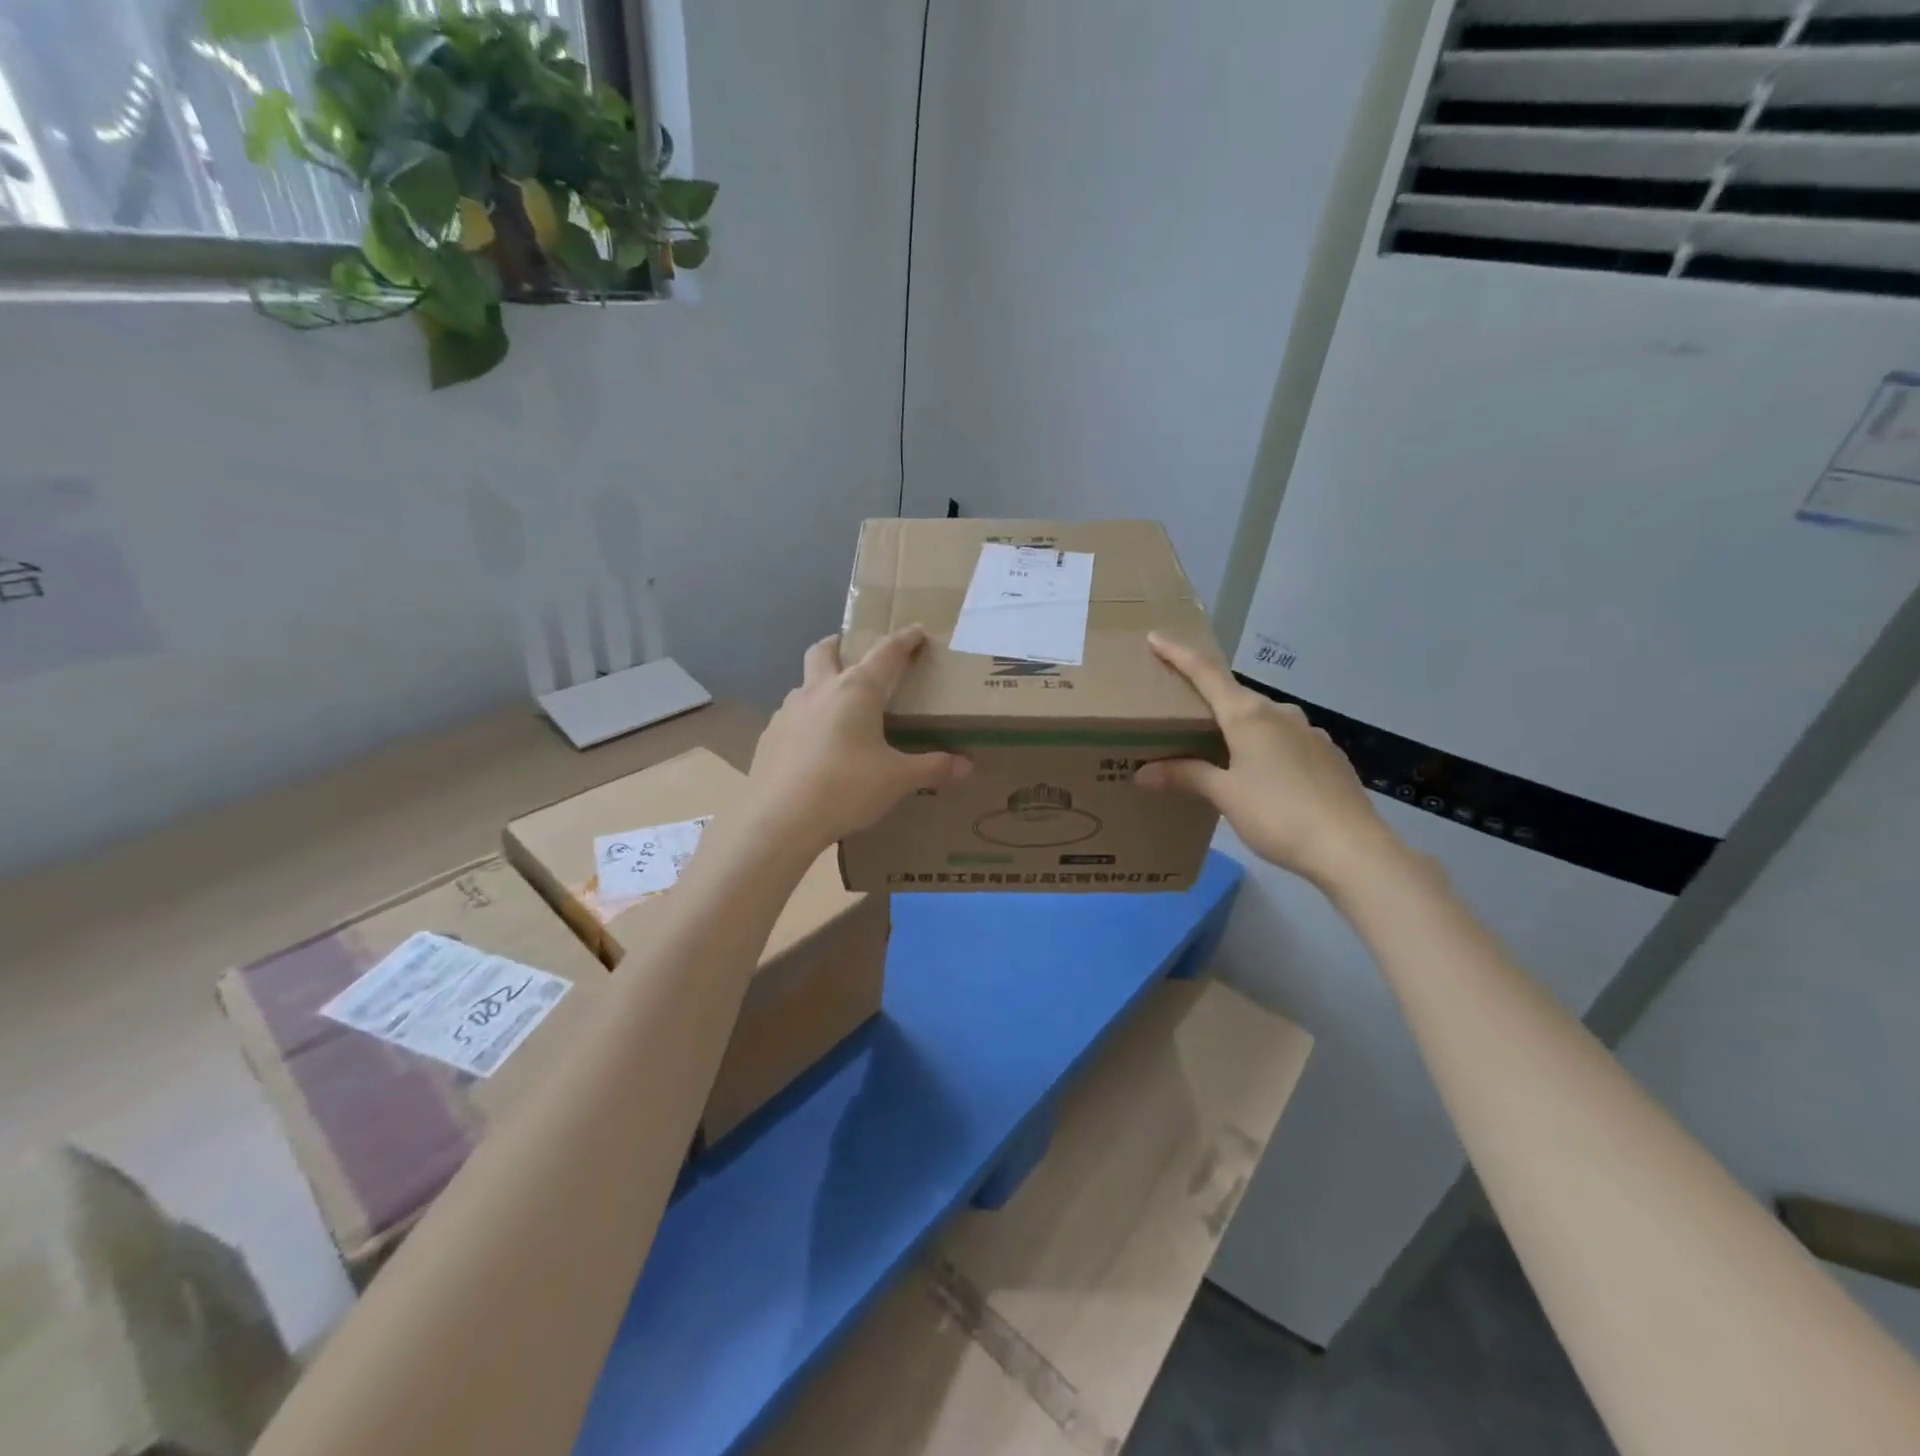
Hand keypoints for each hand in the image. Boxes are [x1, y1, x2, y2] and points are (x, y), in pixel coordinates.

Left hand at [743, 625, 970, 856]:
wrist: (779, 819)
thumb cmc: (846, 789)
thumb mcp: (897, 780)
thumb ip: (932, 768)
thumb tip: (966, 766)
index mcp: (856, 690)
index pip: (886, 653)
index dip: (905, 639)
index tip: (917, 630)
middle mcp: (820, 690)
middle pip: (826, 650)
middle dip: (842, 643)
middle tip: (855, 653)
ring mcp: (788, 711)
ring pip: (805, 683)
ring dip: (821, 684)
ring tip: (838, 710)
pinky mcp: (769, 736)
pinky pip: (792, 716)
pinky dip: (806, 720)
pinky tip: (814, 747)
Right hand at [1135, 633, 1402, 892]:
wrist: (1351, 848)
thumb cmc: (1278, 814)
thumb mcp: (1225, 796)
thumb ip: (1186, 776)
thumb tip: (1143, 772)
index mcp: (1248, 715)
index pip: (1205, 673)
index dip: (1178, 654)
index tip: (1156, 637)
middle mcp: (1280, 713)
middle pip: (1234, 695)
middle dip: (1207, 699)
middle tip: (1181, 713)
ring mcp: (1309, 732)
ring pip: (1262, 718)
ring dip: (1238, 726)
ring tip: (1219, 749)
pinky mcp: (1327, 754)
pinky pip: (1285, 739)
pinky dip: (1265, 746)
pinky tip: (1262, 774)